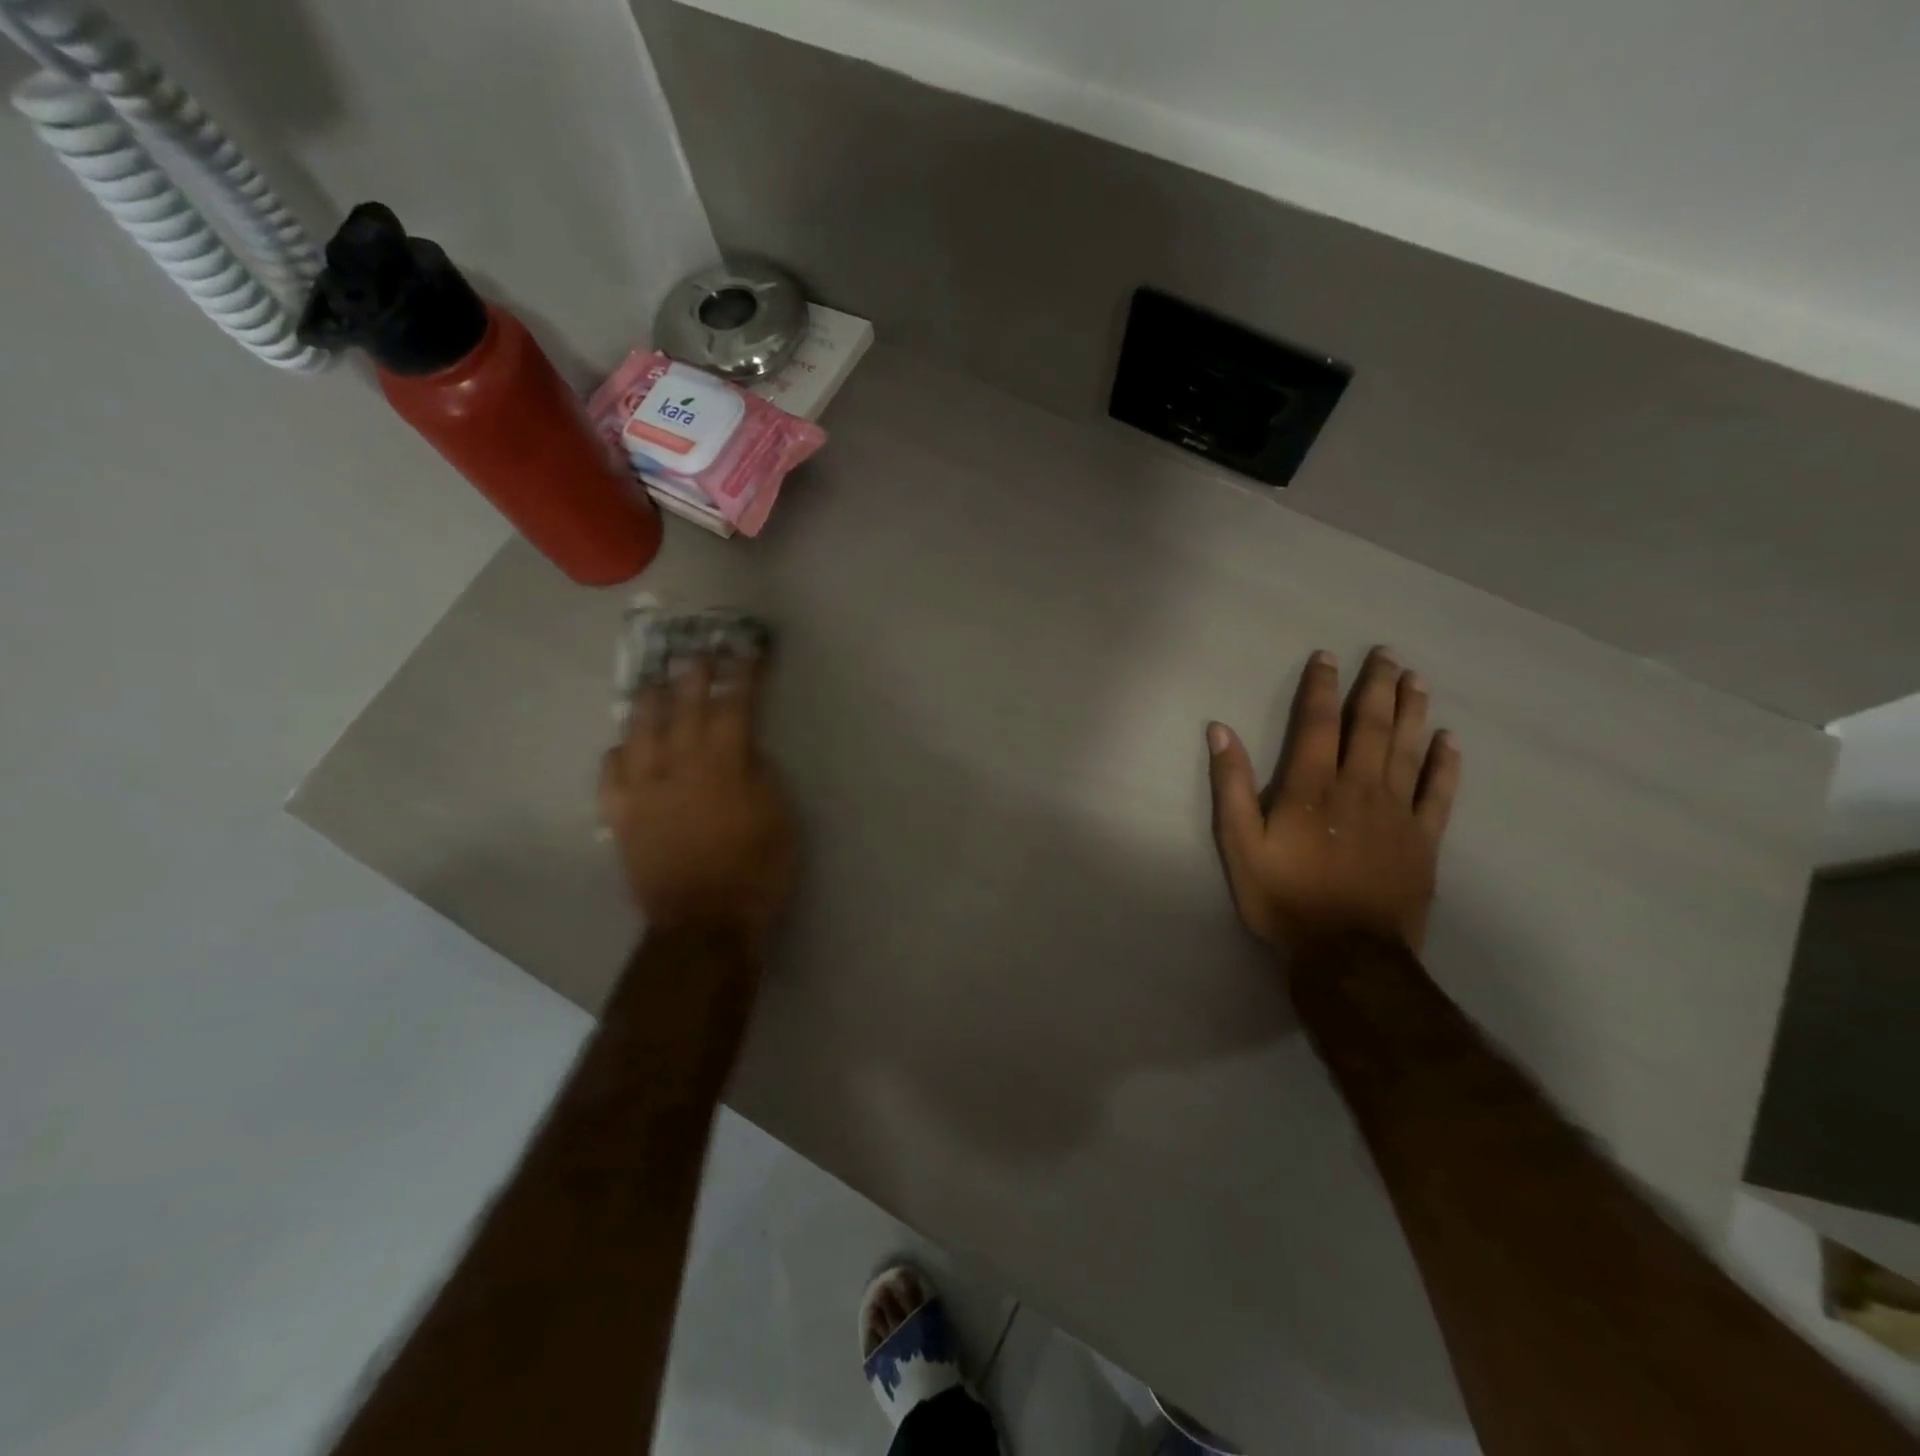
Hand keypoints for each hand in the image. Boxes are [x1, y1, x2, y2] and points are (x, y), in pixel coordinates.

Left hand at [600, 649, 796, 956]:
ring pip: (639, 730)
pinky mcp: (620, 815)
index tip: (746, 648)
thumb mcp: (780, 819)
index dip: (742, 673)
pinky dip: (618, 752)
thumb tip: (745, 748)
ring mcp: (643, 789)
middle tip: (696, 650)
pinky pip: (610, 772)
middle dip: (693, 674)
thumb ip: (761, 776)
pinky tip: (623, 745)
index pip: (734, 705)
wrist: (703, 922)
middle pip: (683, 707)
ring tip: (653, 682)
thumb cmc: (756, 871)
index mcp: (724, 764)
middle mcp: (679, 765)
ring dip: (648, 701)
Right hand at [1207, 647, 1460, 954]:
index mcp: (1312, 787)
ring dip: (1413, 711)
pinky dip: (1446, 764)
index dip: (1322, 687)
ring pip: (1409, 749)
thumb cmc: (1284, 896)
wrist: (1346, 952)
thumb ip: (1230, 785)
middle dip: (1377, 686)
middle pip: (1371, 726)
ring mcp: (1397, 812)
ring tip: (1417, 679)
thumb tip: (1219, 730)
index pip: (1318, 723)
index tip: (1327, 657)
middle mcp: (1359, 787)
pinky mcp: (1423, 839)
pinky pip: (1439, 793)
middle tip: (1387, 653)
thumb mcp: (1239, 844)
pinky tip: (1451, 741)